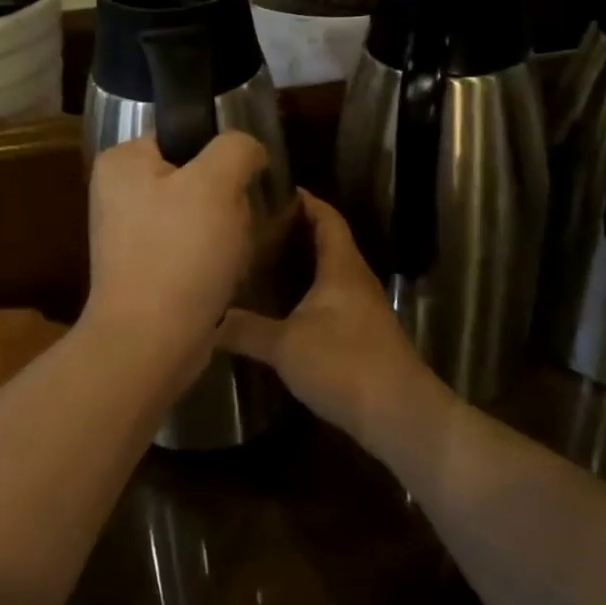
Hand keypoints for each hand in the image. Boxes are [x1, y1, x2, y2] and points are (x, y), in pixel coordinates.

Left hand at [84, 132, 267, 355]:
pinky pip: (191, 249)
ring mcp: (129, 234)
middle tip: (234, 226)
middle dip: (226, 202)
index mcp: (122, 161)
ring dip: (225, 233)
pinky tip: (220, 277)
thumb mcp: (217, 182)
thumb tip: (248, 150)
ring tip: (231, 255)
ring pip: (200, 216)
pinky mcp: (145, 269)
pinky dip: (211, 261)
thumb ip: (236, 148)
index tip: (240, 186)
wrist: (151, 342)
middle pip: (196, 178)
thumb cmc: (180, 252)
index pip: (185, 137)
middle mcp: (118, 193)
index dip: (220, 158)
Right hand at [221, 192, 453, 446]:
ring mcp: (362, 307)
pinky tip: (282, 305)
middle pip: (327, 240)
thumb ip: (245, 329)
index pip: (326, 216)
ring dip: (301, 262)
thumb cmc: (344, 364)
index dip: (304, 199)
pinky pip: (331, 297)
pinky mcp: (362, 333)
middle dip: (294, 230)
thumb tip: (206, 318)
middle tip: (253, 225)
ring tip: (260, 260)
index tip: (271, 190)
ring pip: (329, 271)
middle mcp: (355, 278)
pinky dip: (307, 291)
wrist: (399, 415)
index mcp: (342, 266)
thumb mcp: (285, 345)